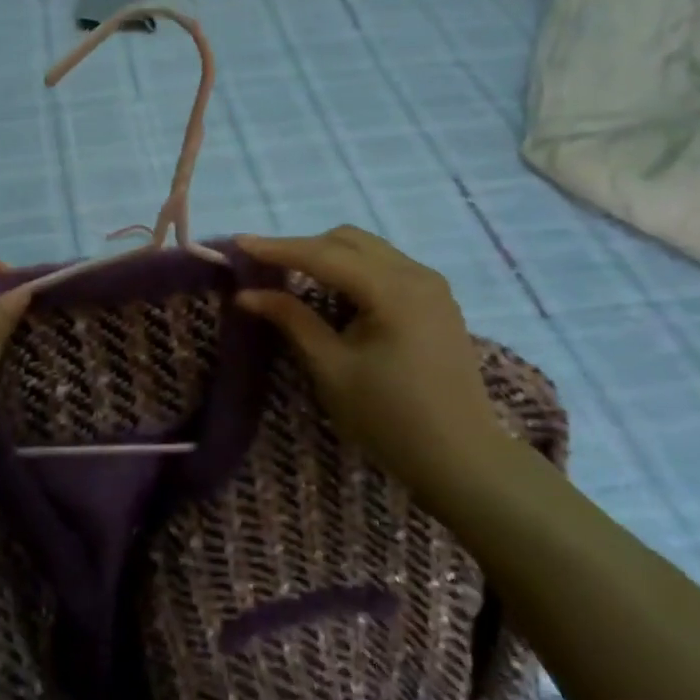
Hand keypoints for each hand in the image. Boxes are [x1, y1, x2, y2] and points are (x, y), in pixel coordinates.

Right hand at [236, 228, 507, 495]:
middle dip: (303, 248)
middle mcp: (416, 274)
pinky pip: (386, 267)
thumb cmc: (389, 418)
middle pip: (348, 241)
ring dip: (329, 257)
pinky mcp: (437, 301)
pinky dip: (353, 270)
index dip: (278, 248)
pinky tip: (334, 293)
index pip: (324, 255)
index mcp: (393, 290)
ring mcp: (432, 286)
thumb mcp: (332, 369)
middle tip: (264, 266)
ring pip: (369, 250)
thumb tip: (247, 293)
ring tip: (292, 277)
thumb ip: (292, 320)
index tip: (238, 243)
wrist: (461, 457)